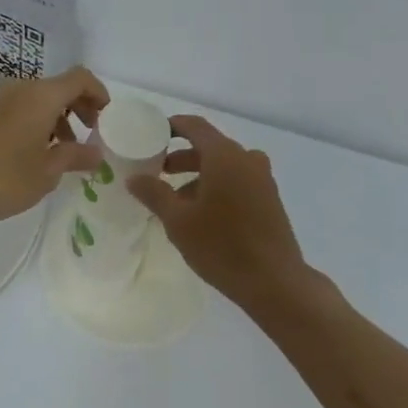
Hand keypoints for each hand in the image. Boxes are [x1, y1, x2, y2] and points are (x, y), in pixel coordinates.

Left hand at [0, 66, 108, 232]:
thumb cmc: (4, 180)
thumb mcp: (48, 172)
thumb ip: (76, 156)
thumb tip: (98, 152)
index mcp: (41, 96)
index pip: (80, 78)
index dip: (98, 92)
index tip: (106, 117)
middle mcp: (20, 89)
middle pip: (59, 86)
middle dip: (79, 106)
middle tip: (88, 133)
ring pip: (38, 98)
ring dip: (57, 116)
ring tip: (62, 149)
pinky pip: (19, 108)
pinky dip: (36, 121)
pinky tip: (34, 152)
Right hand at [128, 115, 308, 308]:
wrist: (274, 281)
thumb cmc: (221, 245)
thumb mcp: (178, 221)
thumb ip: (154, 193)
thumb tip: (134, 178)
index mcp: (224, 155)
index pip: (195, 126)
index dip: (172, 126)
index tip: (152, 134)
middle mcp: (246, 158)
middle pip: (210, 146)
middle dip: (182, 157)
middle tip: (158, 171)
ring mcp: (262, 178)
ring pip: (224, 165)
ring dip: (199, 175)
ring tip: (176, 199)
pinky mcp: (269, 198)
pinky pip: (238, 180)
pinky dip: (218, 186)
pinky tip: (203, 213)